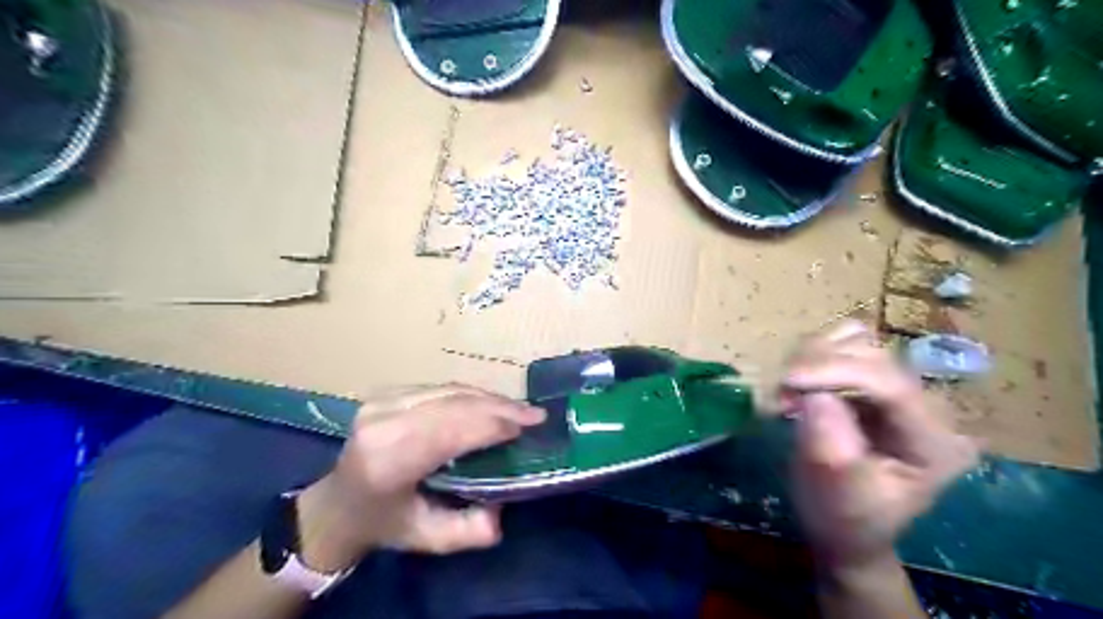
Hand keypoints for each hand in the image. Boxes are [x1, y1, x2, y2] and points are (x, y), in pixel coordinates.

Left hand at [292, 388, 541, 571]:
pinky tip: (490, 404)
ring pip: (450, 390)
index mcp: (387, 461)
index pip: (449, 431)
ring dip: (489, 398)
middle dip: (500, 407)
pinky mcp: (386, 392)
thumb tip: (501, 511)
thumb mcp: (427, 539)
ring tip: (519, 409)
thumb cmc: (385, 523)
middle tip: (535, 415)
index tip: (529, 427)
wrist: (338, 503)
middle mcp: (383, 422)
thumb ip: (467, 531)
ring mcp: (381, 401)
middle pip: (454, 403)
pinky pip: (440, 387)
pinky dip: (471, 395)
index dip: (492, 425)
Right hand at [779, 324, 976, 569]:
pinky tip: (799, 381)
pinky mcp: (871, 381)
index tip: (787, 380)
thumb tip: (812, 395)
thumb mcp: (839, 494)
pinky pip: (842, 344)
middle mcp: (926, 406)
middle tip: (782, 395)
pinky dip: (813, 354)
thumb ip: (830, 445)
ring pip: (856, 340)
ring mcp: (899, 388)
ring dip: (812, 356)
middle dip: (819, 365)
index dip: (837, 371)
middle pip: (872, 355)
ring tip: (789, 390)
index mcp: (935, 442)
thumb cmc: (846, 518)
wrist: (845, 525)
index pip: (891, 384)